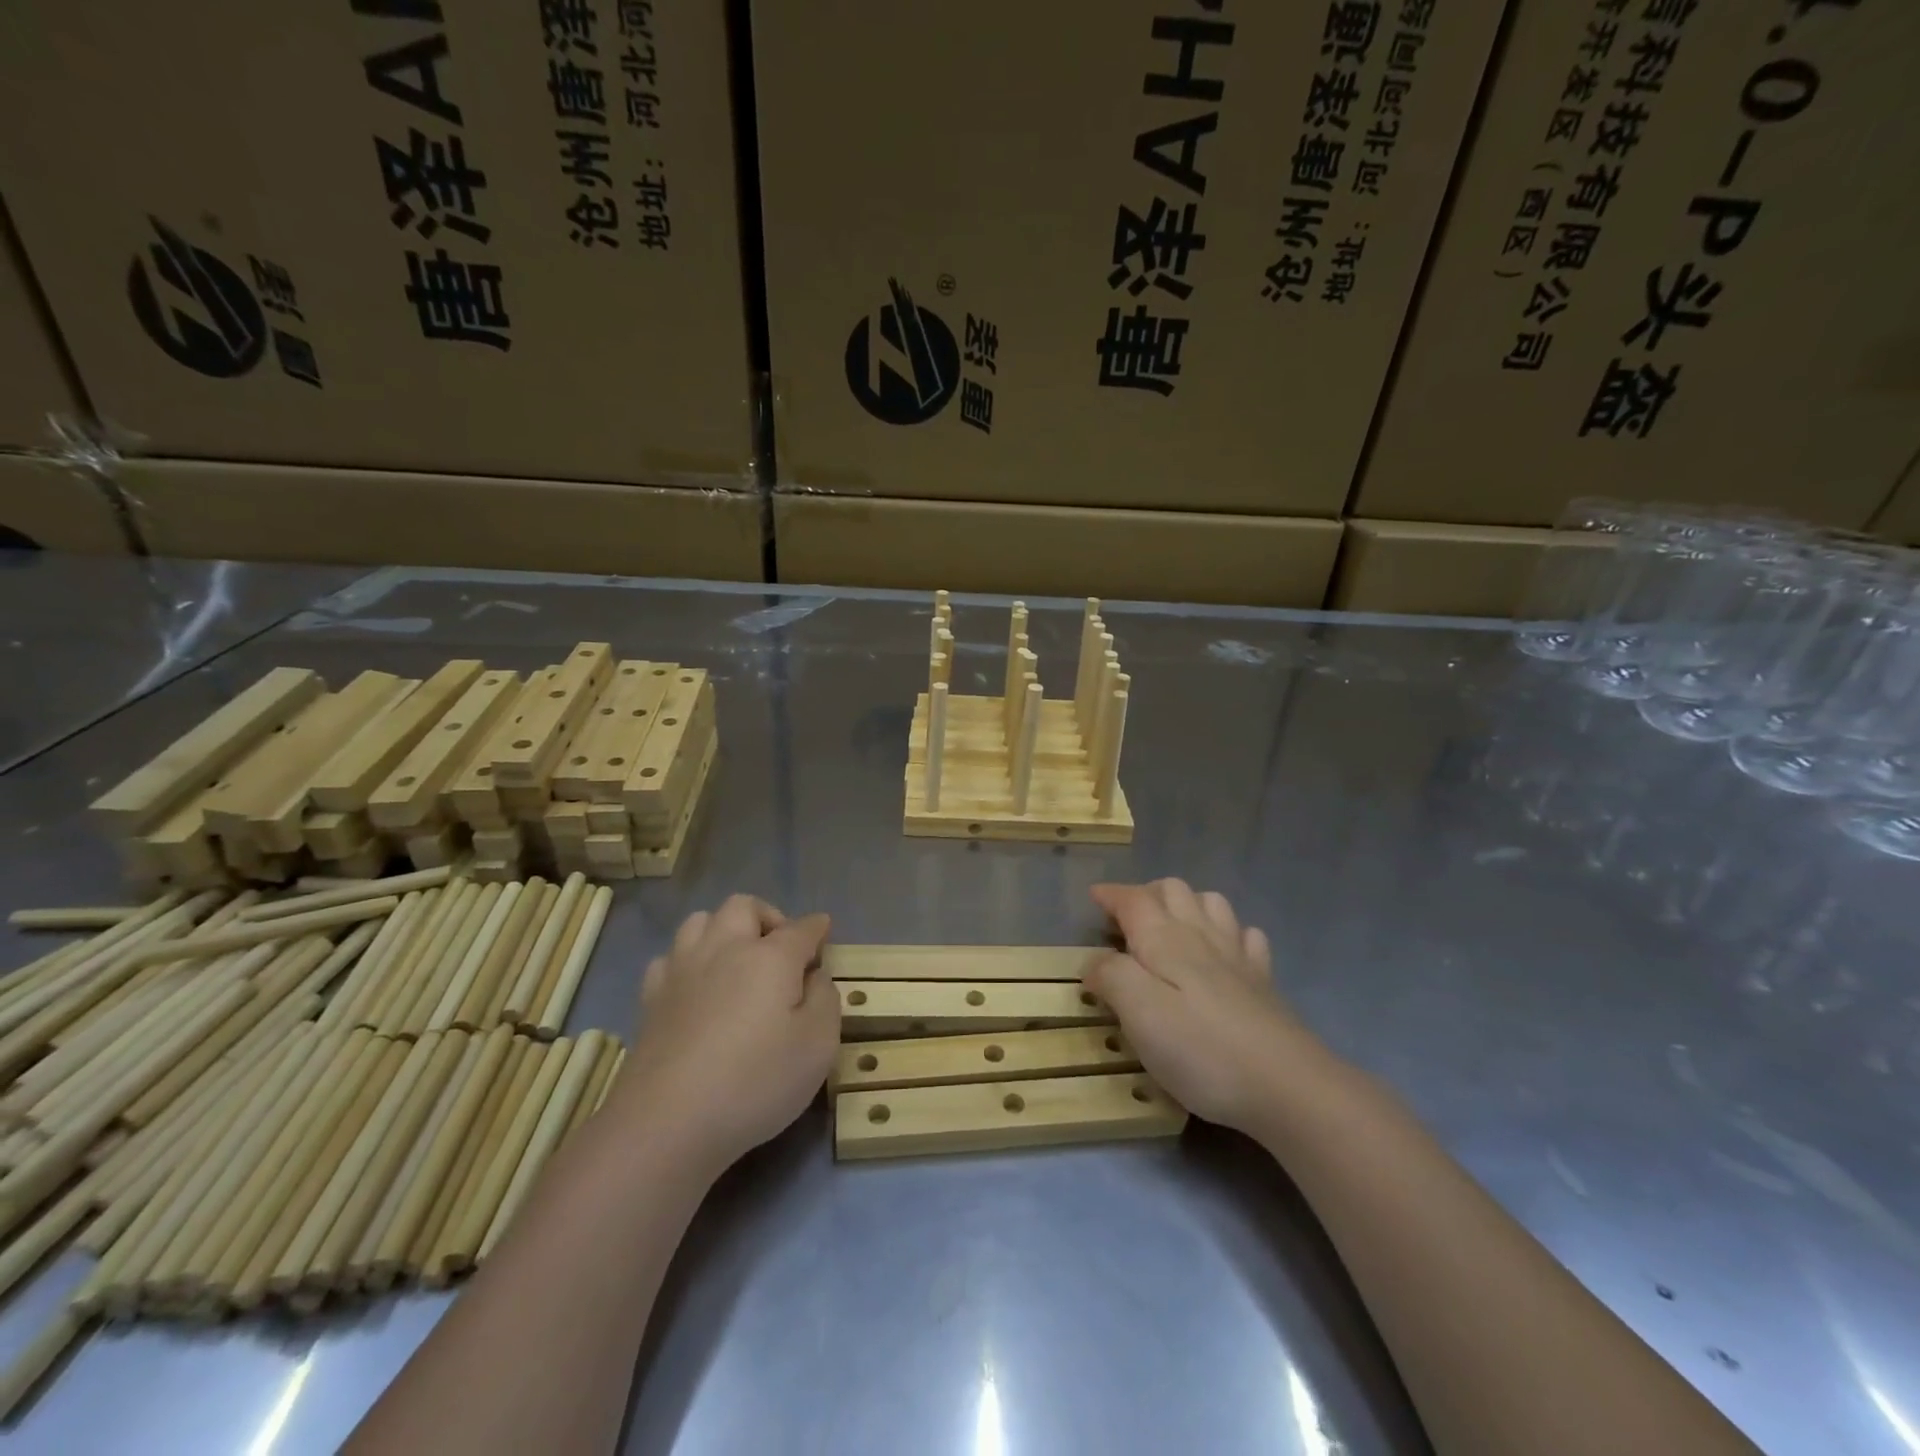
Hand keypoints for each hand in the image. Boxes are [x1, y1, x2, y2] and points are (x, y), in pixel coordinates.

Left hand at [612, 896, 837, 1175]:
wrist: (668, 1122)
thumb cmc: (756, 1082)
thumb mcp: (818, 1045)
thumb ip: (825, 999)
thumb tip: (814, 975)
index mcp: (770, 957)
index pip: (801, 928)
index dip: (817, 928)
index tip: (825, 932)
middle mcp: (725, 949)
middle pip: (744, 907)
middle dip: (768, 917)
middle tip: (781, 949)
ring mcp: (682, 970)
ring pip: (701, 921)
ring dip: (724, 929)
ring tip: (737, 959)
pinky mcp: (651, 998)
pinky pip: (670, 957)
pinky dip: (688, 960)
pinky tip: (696, 986)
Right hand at [1087, 880, 1327, 1134]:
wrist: (1286, 1085)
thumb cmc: (1200, 1049)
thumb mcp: (1138, 1013)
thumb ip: (1111, 977)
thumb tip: (1095, 960)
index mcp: (1165, 940)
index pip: (1133, 900)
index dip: (1111, 894)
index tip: (1094, 897)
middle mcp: (1201, 935)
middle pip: (1173, 890)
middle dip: (1145, 893)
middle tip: (1126, 919)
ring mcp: (1238, 956)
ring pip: (1211, 903)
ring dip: (1186, 903)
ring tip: (1170, 926)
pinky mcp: (1263, 982)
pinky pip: (1246, 936)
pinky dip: (1228, 931)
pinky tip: (1223, 952)